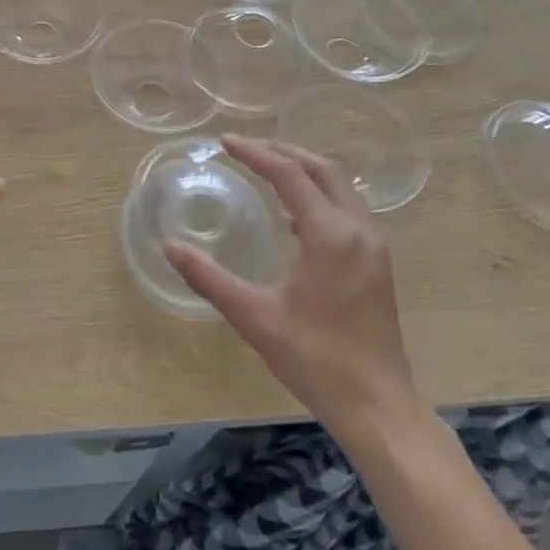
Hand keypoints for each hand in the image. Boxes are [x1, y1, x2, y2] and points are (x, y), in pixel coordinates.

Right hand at [165, 136, 418, 430]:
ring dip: (305, 172)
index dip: (256, 153)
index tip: (225, 142)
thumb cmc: (315, 359)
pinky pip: (348, 211)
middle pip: (322, 170)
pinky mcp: (378, 265)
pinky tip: (295, 218)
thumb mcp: (254, 317)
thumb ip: (209, 278)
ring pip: (340, 189)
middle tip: (247, 147)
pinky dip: (320, 197)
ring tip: (268, 170)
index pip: (290, 175)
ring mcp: (374, 248)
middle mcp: (358, 230)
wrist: (378, 407)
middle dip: (284, 152)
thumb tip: (171, 247)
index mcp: (330, 235)